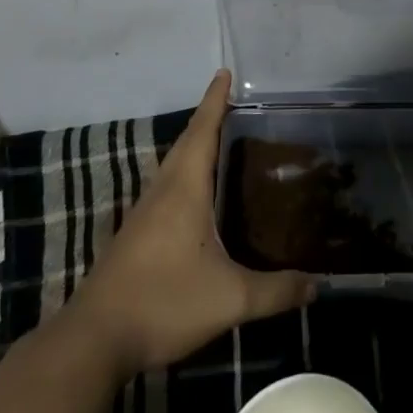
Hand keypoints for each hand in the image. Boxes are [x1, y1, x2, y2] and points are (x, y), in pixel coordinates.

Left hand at [65, 70, 314, 377]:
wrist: (94, 340)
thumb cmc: (164, 302)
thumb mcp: (230, 298)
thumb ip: (276, 291)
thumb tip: (318, 286)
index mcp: (184, 190)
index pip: (202, 131)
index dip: (215, 101)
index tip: (224, 73)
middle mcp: (162, 192)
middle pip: (186, 143)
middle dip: (208, 119)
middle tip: (234, 106)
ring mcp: (143, 215)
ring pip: (172, 167)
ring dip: (193, 147)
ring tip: (221, 143)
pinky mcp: (134, 237)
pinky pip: (165, 190)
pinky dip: (184, 176)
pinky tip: (196, 198)